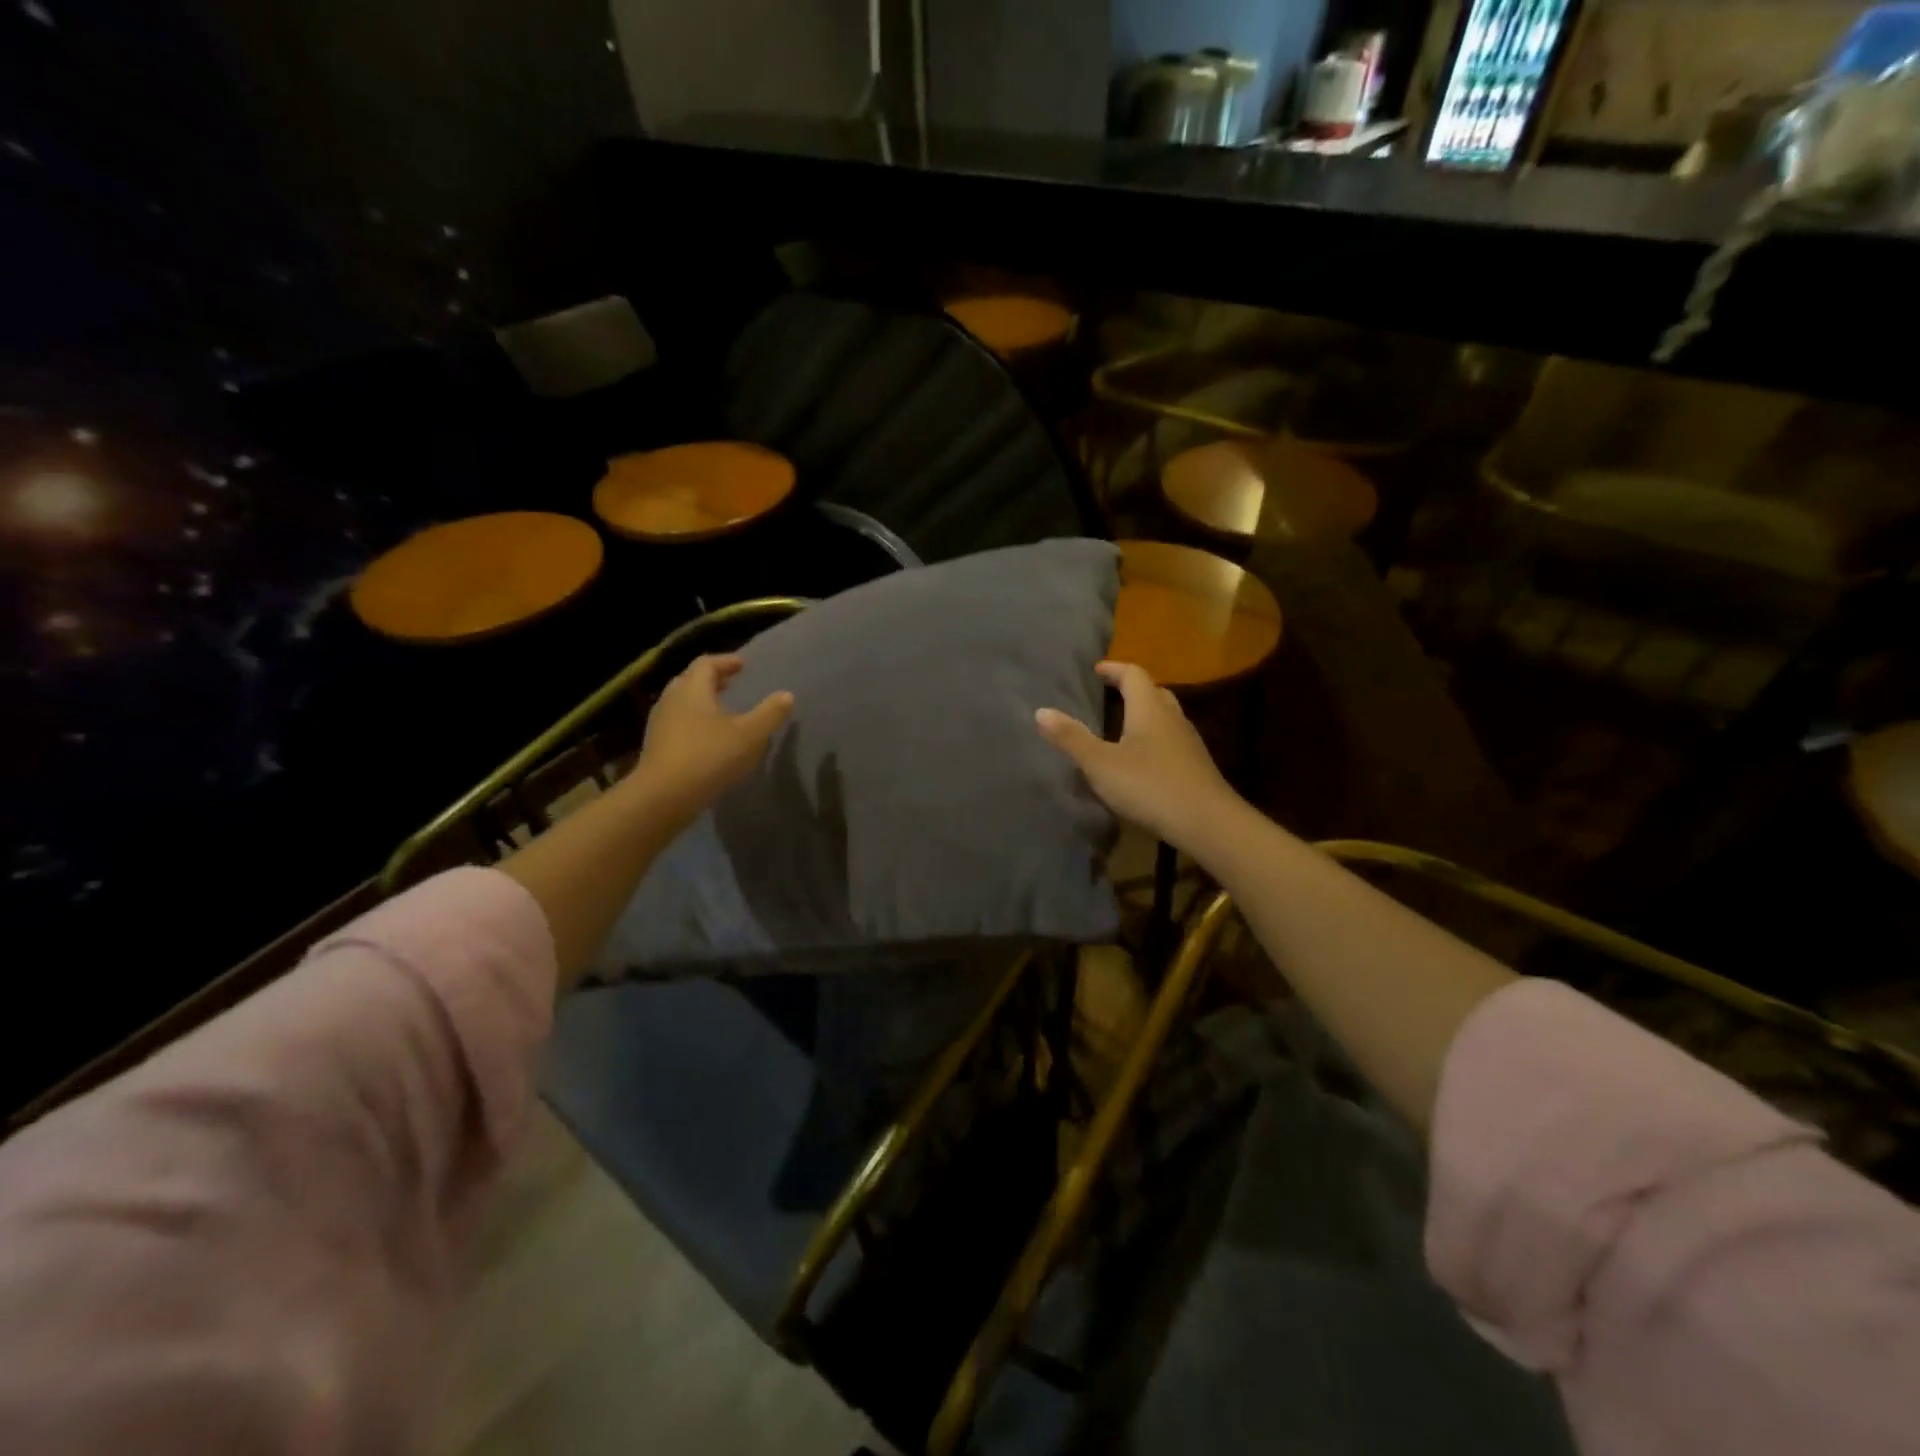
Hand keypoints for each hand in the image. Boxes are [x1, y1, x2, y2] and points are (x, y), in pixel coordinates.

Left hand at [631, 654, 792, 822]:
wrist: (664, 797)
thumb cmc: (710, 756)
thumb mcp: (750, 734)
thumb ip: (770, 713)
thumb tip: (787, 695)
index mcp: (692, 689)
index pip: (706, 664)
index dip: (726, 662)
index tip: (743, 666)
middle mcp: (672, 700)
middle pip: (690, 681)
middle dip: (711, 680)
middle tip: (731, 685)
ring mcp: (660, 725)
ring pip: (681, 704)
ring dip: (702, 703)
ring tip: (722, 713)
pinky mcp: (656, 748)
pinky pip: (677, 725)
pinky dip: (694, 724)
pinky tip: (709, 741)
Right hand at [1035, 661, 1237, 847]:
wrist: (1207, 823)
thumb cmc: (1149, 786)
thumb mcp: (1100, 764)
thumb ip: (1071, 738)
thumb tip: (1041, 711)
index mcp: (1149, 708)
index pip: (1133, 674)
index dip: (1113, 669)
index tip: (1095, 671)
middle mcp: (1172, 718)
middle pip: (1153, 692)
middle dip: (1130, 690)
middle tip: (1108, 696)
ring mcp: (1188, 743)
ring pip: (1165, 717)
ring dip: (1144, 715)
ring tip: (1120, 727)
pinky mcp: (1195, 767)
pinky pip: (1171, 741)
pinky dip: (1153, 740)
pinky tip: (1141, 760)